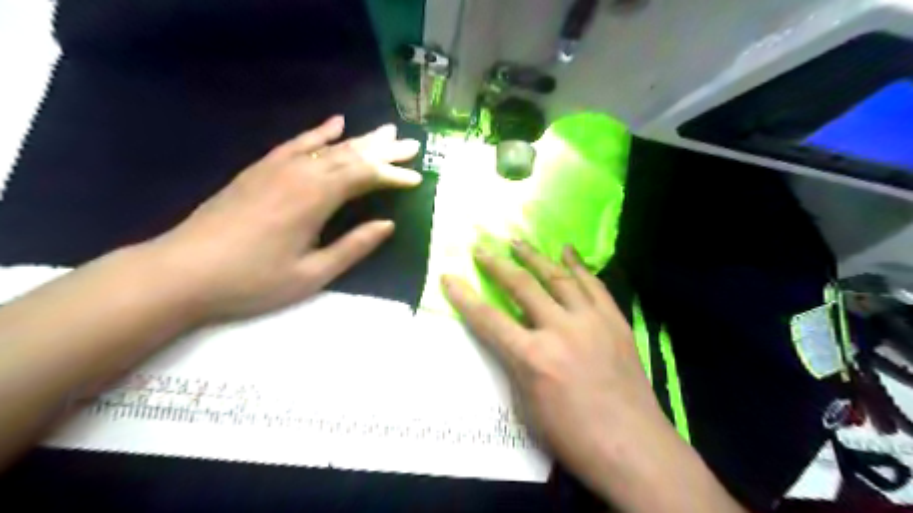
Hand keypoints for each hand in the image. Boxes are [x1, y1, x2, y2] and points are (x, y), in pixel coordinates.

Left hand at [149, 118, 421, 321]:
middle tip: (412, 145)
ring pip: (328, 146)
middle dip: (384, 151)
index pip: (365, 177)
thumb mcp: (312, 274)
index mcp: (315, 198)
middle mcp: (300, 173)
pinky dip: (319, 132)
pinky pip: (297, 143)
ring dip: (360, 139)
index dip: (393, 176)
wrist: (181, 272)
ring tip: (386, 132)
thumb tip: (388, 225)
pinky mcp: (260, 169)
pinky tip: (335, 123)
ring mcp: (277, 167)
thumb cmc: (252, 281)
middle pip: (351, 155)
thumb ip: (353, 247)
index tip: (417, 178)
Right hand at [445, 245, 668, 491]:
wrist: (633, 447)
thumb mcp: (528, 406)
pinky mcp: (614, 321)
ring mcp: (590, 321)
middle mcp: (560, 330)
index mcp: (533, 357)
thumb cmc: (573, 436)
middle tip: (482, 248)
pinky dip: (578, 265)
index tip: (449, 277)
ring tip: (517, 241)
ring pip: (557, 277)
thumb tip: (510, 338)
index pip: (488, 319)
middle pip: (521, 286)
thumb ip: (515, 365)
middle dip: (497, 265)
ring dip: (534, 257)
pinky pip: (593, 285)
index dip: (465, 297)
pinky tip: (567, 250)